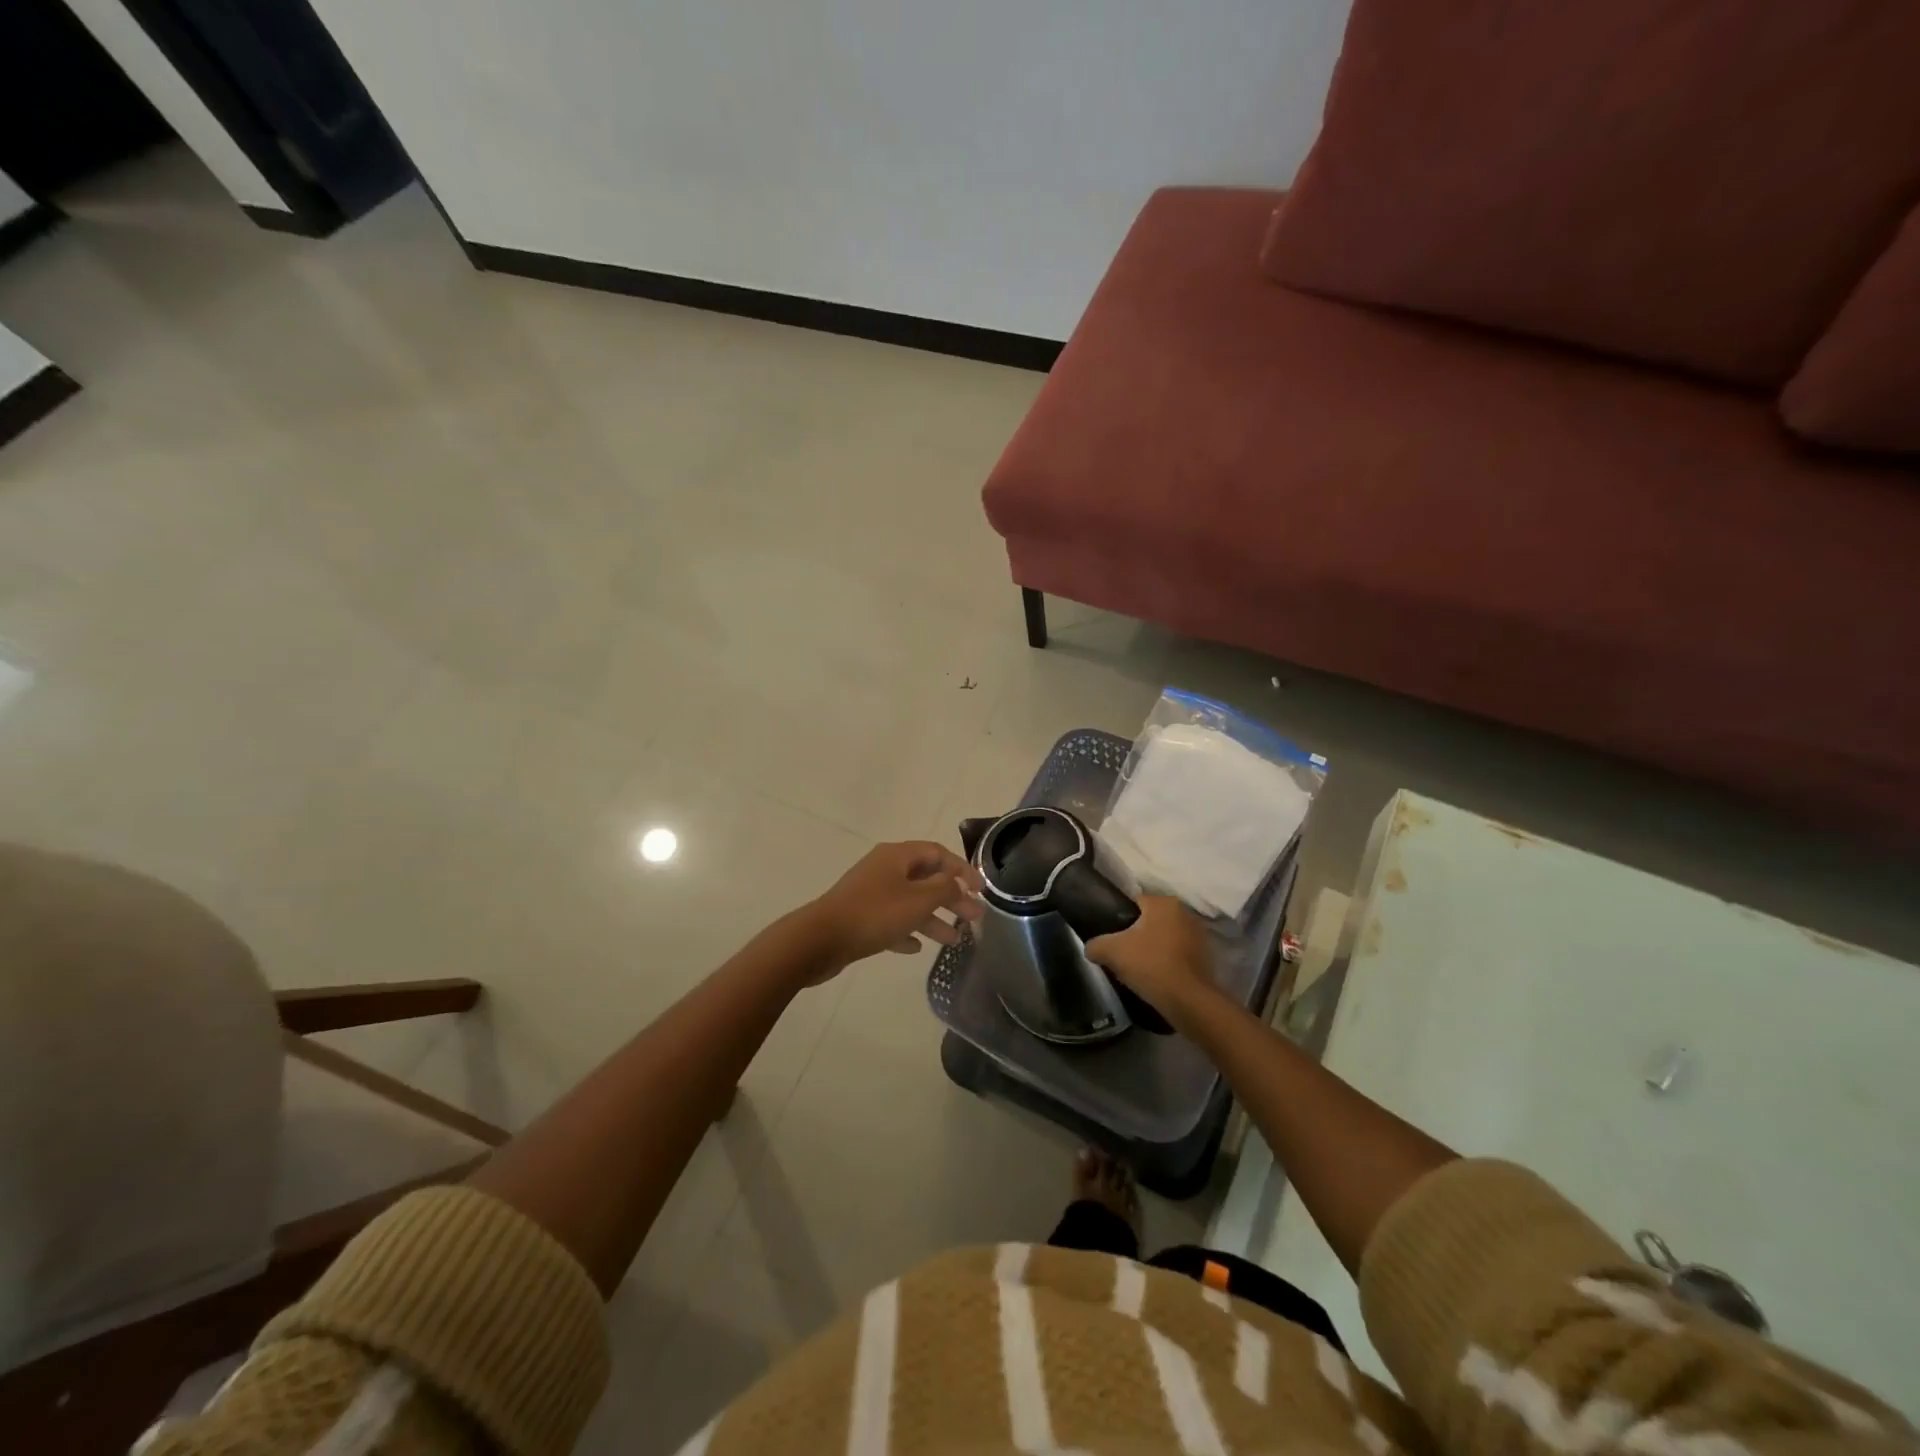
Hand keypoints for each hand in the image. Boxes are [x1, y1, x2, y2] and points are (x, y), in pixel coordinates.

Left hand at [799, 841, 983, 979]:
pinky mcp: (859, 917)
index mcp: (897, 856)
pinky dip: (906, 930)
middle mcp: (883, 869)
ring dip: (932, 918)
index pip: (937, 853)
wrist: (820, 940)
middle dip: (951, 897)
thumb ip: (944, 889)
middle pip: (925, 878)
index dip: (962, 869)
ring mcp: (869, 893)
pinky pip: (890, 920)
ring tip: (953, 940)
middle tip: (974, 918)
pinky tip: (917, 948)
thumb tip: (957, 882)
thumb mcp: (918, 900)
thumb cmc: (874, 914)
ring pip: (909, 901)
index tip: (981, 890)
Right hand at [1084, 895, 1215, 1024]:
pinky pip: (1178, 953)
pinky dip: (1168, 961)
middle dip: (1137, 933)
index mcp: (1163, 903)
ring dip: (1154, 947)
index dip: (1119, 919)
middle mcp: (1185, 912)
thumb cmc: (1150, 965)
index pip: (1134, 902)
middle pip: (1151, 920)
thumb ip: (1096, 944)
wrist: (1188, 1001)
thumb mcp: (1112, 952)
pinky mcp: (1206, 956)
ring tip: (1139, 967)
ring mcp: (1199, 934)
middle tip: (1122, 952)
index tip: (1111, 936)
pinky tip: (1157, 976)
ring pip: (1166, 936)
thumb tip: (1090, 948)